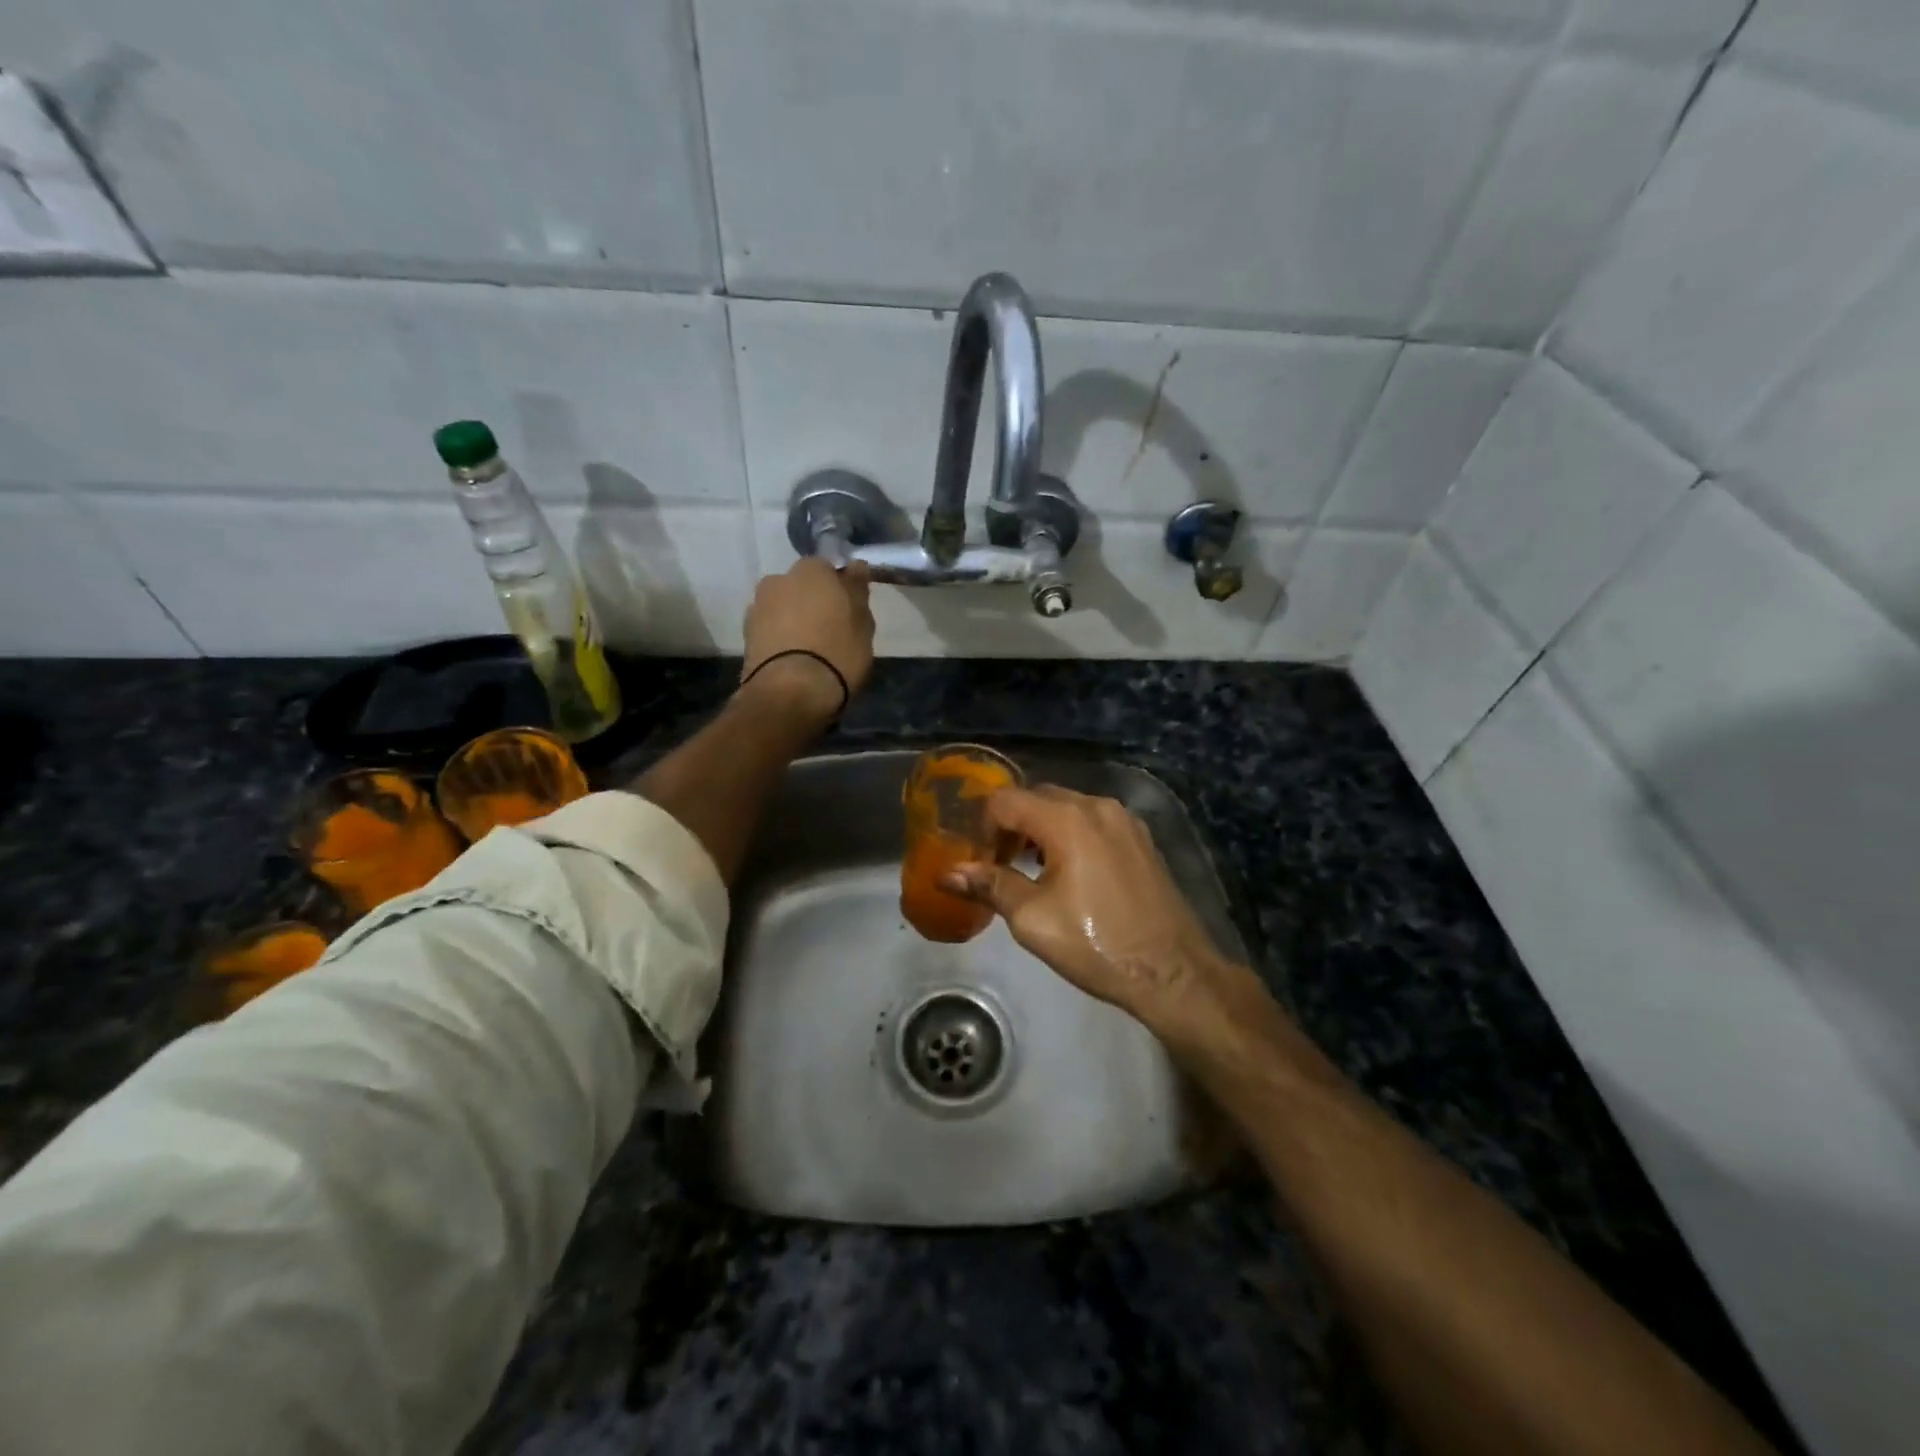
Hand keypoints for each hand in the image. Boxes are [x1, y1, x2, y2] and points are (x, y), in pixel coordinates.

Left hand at [739, 559, 875, 722]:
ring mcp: (757, 607)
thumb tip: (856, 566)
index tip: (849, 611)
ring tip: (810, 649)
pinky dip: (780, 638)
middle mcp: (778, 580)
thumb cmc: (837, 652)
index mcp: (811, 570)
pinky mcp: (745, 636)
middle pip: (800, 587)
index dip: (839, 589)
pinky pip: (770, 629)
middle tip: (831, 630)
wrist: (790, 693)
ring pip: (783, 608)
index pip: (828, 569)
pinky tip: (793, 658)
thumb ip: (857, 591)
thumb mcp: (862, 623)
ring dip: (794, 620)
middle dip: (813, 602)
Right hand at [943, 785, 1282, 1061]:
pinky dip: (1070, 833)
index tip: (981, 861)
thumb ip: (990, 885)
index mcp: (1067, 819)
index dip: (983, 826)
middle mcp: (1096, 805)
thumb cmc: (1096, 944)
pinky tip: (1069, 872)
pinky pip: (1092, 821)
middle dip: (1011, 825)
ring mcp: (1124, 819)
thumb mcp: (1032, 919)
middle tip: (1000, 864)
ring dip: (1040, 828)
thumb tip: (948, 873)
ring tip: (1030, 870)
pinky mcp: (1140, 837)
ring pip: (1067, 807)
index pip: (1005, 800)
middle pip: (1037, 797)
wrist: (1172, 971)